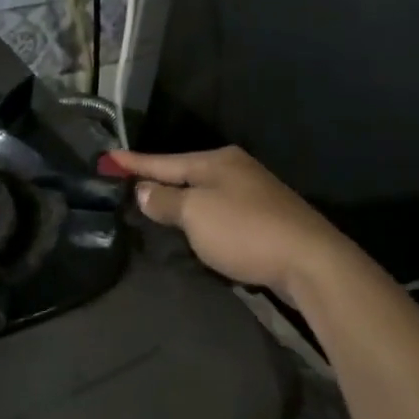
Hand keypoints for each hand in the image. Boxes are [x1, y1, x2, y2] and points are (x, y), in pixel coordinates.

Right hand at [106, 147, 351, 302]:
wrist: (310, 261)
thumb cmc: (245, 230)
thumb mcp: (195, 213)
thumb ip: (166, 200)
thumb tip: (144, 190)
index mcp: (217, 161)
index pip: (164, 160)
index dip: (135, 163)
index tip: (108, 157)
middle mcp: (236, 170)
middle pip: (186, 174)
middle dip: (158, 180)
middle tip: (127, 185)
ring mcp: (254, 194)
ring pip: (204, 194)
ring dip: (179, 201)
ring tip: (153, 207)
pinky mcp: (265, 220)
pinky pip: (220, 213)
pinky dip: (200, 219)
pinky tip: (192, 229)